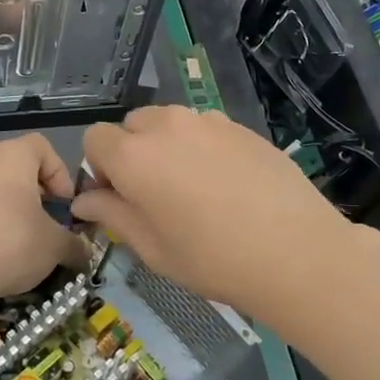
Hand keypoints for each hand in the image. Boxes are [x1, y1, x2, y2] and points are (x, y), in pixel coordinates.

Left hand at [0, 132, 86, 303]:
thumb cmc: (12, 245)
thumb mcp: (57, 245)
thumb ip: (77, 243)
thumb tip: (85, 252)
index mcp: (12, 156)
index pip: (44, 147)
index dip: (61, 174)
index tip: (65, 206)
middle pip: (21, 167)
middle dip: (41, 193)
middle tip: (51, 223)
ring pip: (0, 186)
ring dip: (18, 207)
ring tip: (29, 238)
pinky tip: (3, 248)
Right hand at [71, 106, 351, 316]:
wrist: (294, 251)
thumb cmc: (212, 258)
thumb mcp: (152, 247)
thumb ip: (113, 214)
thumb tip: (85, 200)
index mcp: (134, 155)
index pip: (94, 139)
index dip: (100, 168)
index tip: (120, 198)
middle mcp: (166, 125)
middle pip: (132, 125)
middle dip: (132, 152)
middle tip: (155, 195)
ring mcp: (207, 121)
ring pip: (169, 123)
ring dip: (167, 146)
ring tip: (193, 188)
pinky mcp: (240, 126)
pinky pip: (204, 128)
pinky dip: (201, 147)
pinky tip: (226, 184)